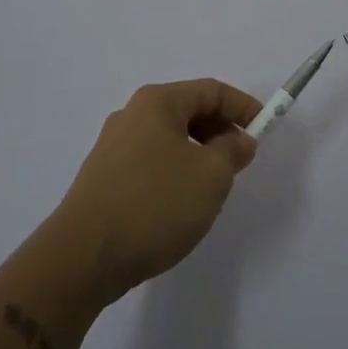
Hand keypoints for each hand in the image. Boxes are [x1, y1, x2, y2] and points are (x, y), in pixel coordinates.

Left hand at [55, 79, 262, 301]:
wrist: (82, 258)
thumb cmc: (155, 204)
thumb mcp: (211, 176)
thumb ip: (233, 151)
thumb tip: (238, 139)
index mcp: (157, 102)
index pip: (210, 90)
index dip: (243, 106)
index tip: (265, 129)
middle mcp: (131, 115)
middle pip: (188, 112)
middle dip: (220, 131)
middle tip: (240, 161)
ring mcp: (112, 147)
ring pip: (169, 140)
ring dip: (198, 155)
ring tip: (212, 187)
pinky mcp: (103, 179)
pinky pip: (150, 163)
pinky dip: (174, 173)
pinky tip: (179, 205)